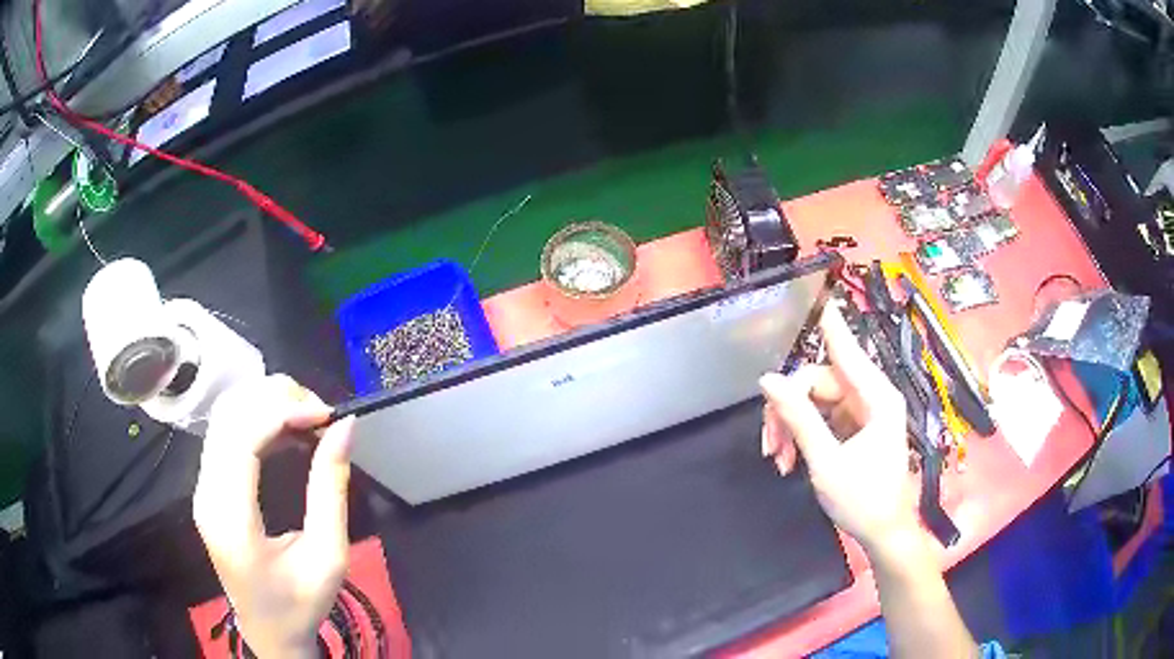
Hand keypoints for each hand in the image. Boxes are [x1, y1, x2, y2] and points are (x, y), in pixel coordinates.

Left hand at [193, 375, 355, 658]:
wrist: (269, 631)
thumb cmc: (300, 604)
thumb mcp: (328, 556)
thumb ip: (331, 489)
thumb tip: (345, 427)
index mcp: (230, 517)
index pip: (241, 436)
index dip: (281, 409)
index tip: (326, 414)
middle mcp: (206, 493)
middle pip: (229, 414)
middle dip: (276, 398)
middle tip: (321, 415)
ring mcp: (203, 487)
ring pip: (225, 415)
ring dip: (266, 403)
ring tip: (308, 418)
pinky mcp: (209, 486)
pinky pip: (227, 432)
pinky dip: (258, 418)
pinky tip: (288, 429)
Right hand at [760, 304, 918, 552]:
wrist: (883, 534)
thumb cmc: (863, 500)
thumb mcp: (825, 461)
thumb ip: (798, 418)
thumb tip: (768, 380)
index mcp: (875, 398)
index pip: (846, 351)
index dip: (829, 325)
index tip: (821, 296)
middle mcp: (870, 398)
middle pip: (818, 382)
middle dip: (789, 409)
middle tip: (768, 443)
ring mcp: (862, 414)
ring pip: (815, 402)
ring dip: (791, 427)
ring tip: (777, 459)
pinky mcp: (854, 429)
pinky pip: (820, 419)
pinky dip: (802, 437)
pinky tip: (788, 460)